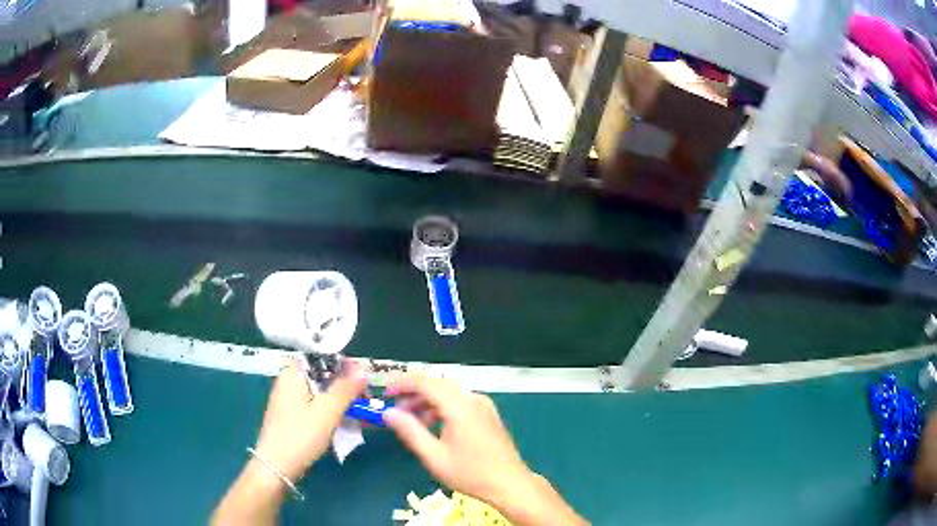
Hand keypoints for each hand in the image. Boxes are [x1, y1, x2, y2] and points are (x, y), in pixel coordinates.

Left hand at [254, 358, 366, 481]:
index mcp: (293, 373)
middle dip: (345, 384)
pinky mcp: (291, 415)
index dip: (345, 365)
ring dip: (340, 399)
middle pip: (322, 375)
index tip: (364, 379)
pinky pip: (314, 405)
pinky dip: (330, 410)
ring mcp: (289, 399)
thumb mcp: (328, 411)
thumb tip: (363, 369)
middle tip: (366, 399)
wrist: (277, 466)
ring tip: (360, 412)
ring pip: (320, 392)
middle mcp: (289, 381)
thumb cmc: (301, 434)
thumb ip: (346, 388)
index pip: (322, 357)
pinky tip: (344, 421)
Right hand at [383, 374, 586, 524]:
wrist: (510, 483)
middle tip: (395, 410)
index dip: (402, 384)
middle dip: (413, 394)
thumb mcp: (434, 456)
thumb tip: (388, 413)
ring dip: (427, 402)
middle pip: (438, 385)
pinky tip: (433, 427)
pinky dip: (442, 408)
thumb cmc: (470, 473)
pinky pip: (460, 402)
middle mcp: (473, 399)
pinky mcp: (488, 414)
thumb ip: (410, 431)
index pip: (426, 382)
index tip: (385, 395)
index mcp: (460, 406)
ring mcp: (484, 406)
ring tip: (411, 421)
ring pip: (449, 394)